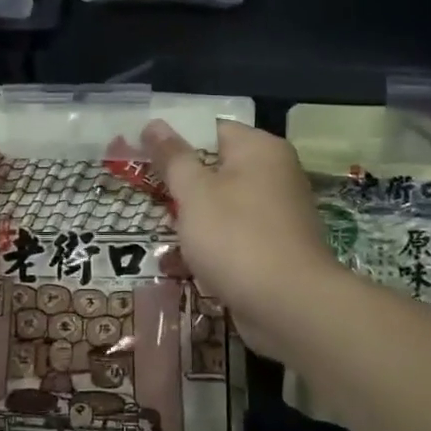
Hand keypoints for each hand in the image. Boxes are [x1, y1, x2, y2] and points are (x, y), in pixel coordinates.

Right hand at [141, 119, 342, 361]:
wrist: (289, 307)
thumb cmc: (237, 238)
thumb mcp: (194, 193)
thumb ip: (173, 158)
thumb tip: (154, 123)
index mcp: (260, 149)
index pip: (211, 129)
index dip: (174, 140)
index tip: (141, 156)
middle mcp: (274, 174)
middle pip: (216, 168)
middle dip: (179, 185)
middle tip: (143, 196)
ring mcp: (276, 214)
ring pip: (221, 206)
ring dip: (190, 220)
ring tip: (157, 233)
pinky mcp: (273, 248)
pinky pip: (233, 237)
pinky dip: (208, 247)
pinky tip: (178, 265)